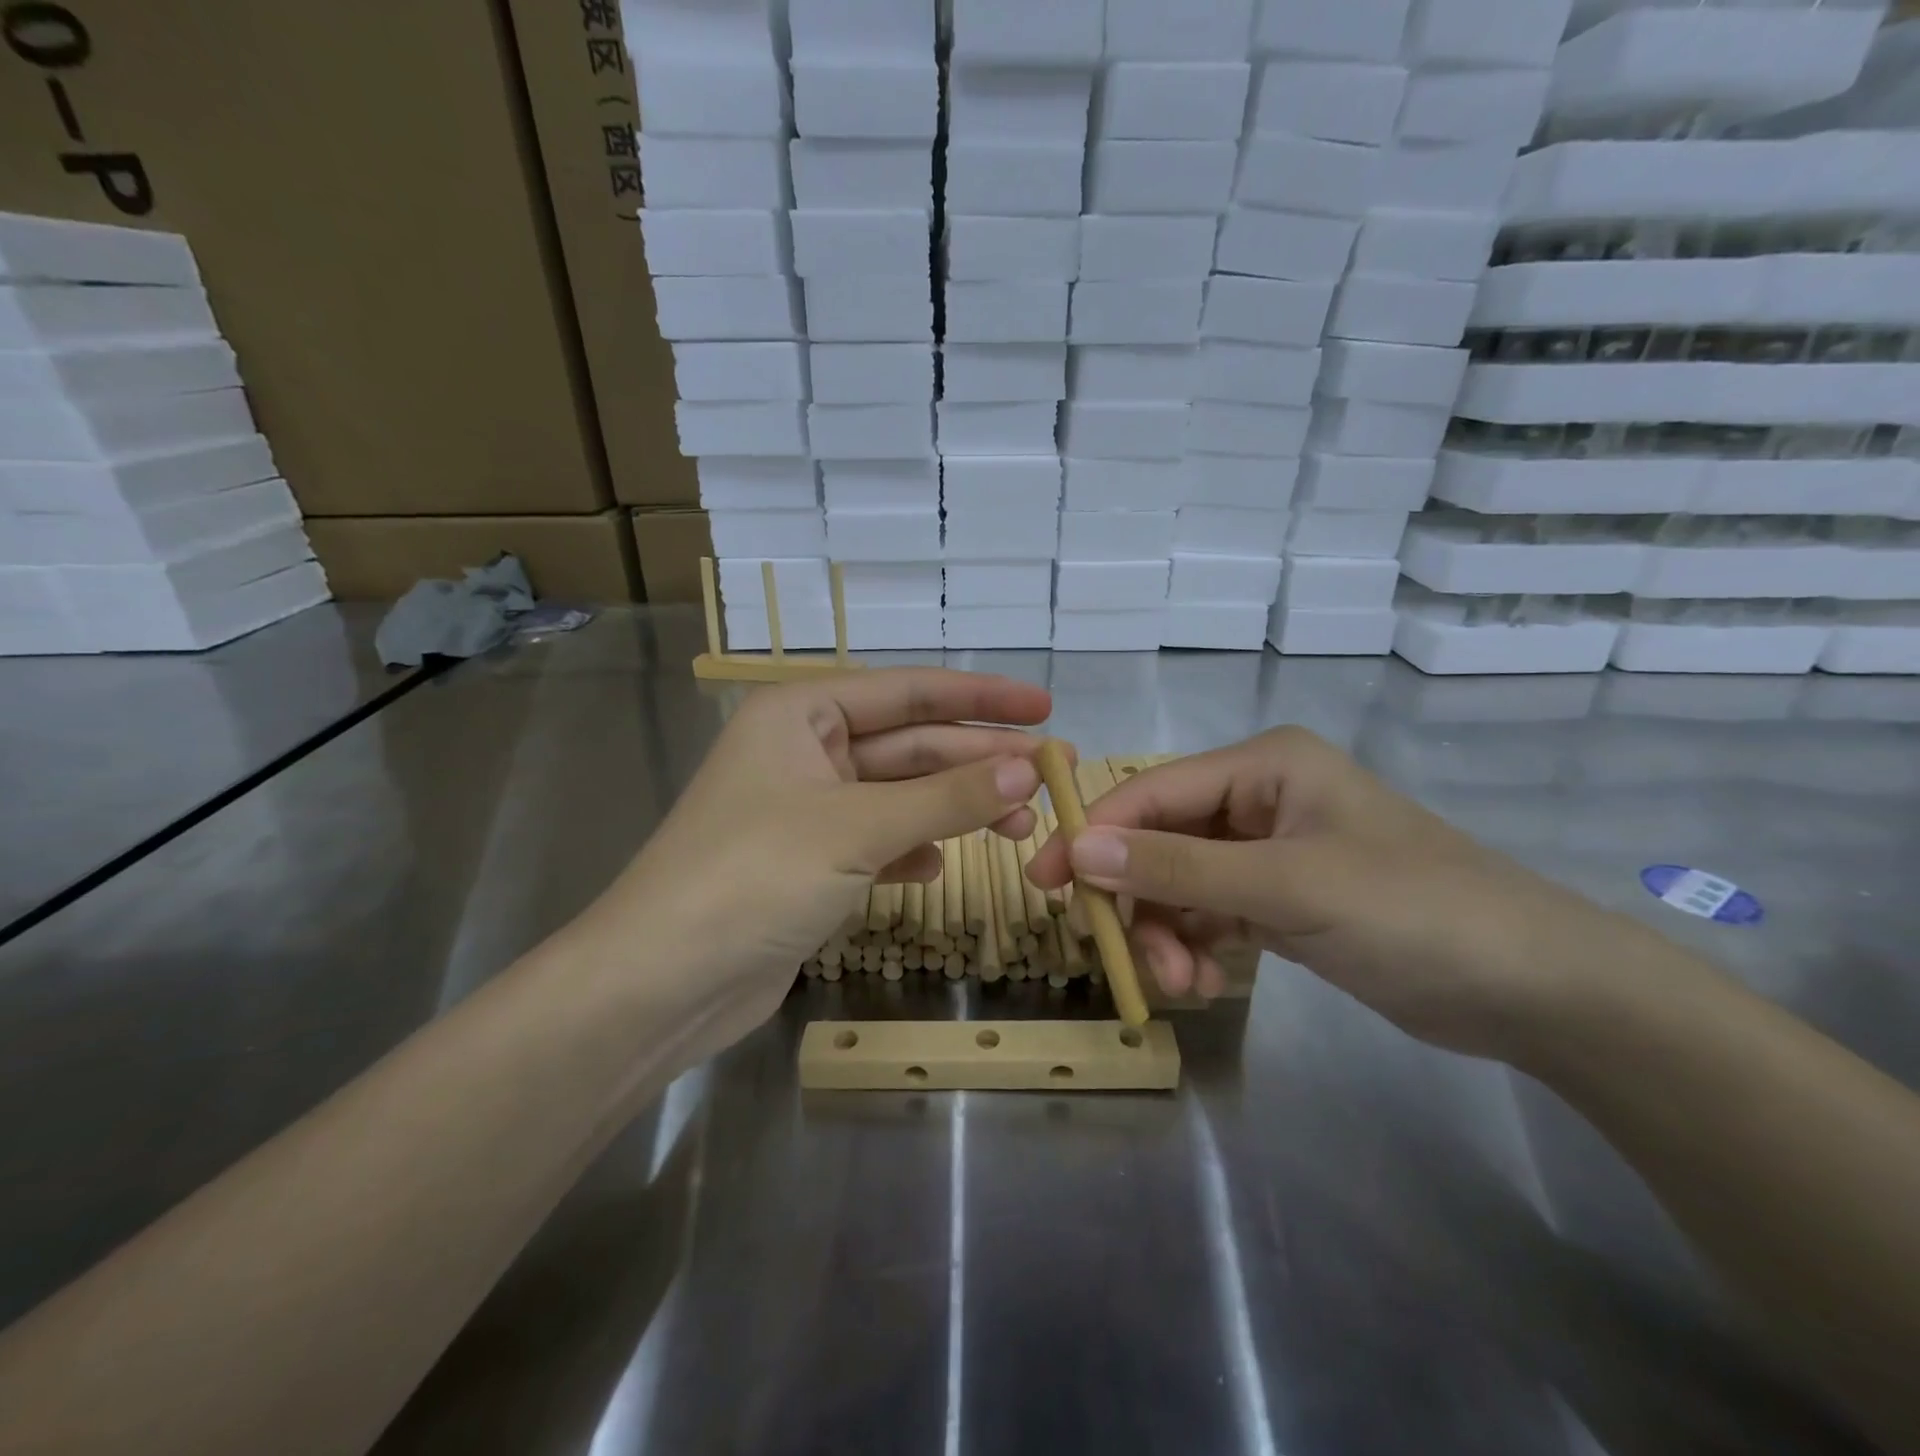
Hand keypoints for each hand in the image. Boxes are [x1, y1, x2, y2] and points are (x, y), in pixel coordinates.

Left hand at [561, 669, 1049, 1033]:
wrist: (661, 985)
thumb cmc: (752, 877)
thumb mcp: (857, 828)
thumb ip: (946, 798)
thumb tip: (1029, 768)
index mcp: (801, 713)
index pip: (908, 692)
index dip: (981, 699)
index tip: (1045, 708)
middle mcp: (804, 751)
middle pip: (910, 745)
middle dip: (979, 760)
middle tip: (1054, 772)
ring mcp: (807, 811)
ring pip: (901, 797)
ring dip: (957, 809)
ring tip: (1023, 825)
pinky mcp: (810, 865)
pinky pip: (879, 842)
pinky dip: (914, 849)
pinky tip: (942, 865)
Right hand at [1026, 727, 1623, 1059]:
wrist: (1535, 990)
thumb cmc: (1413, 912)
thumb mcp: (1286, 886)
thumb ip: (1177, 866)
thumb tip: (1076, 848)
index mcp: (1263, 765)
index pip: (1151, 790)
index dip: (1094, 832)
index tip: (1046, 883)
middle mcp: (1259, 798)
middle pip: (1161, 840)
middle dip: (1143, 900)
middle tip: (1134, 961)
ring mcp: (1269, 851)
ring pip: (1181, 884)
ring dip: (1169, 932)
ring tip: (1185, 982)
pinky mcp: (1281, 900)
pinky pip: (1210, 914)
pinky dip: (1198, 946)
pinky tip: (1208, 981)